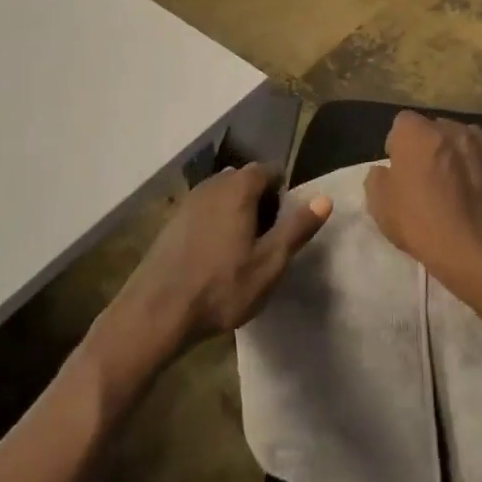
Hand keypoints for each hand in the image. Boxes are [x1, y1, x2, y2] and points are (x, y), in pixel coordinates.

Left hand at [100, 165, 331, 371]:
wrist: (157, 310)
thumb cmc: (221, 287)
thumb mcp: (269, 263)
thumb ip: (296, 228)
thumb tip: (324, 198)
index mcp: (238, 188)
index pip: (268, 170)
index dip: (282, 191)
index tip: (287, 222)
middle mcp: (212, 184)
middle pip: (244, 180)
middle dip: (260, 200)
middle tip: (268, 238)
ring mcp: (188, 201)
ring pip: (223, 195)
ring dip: (237, 212)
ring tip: (244, 249)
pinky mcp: (173, 221)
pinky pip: (204, 210)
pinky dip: (216, 222)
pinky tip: (216, 255)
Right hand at [364, 112, 481, 302]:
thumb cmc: (423, 226)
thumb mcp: (380, 207)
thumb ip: (377, 179)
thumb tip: (386, 171)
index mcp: (419, 133)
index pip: (402, 123)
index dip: (397, 145)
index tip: (399, 170)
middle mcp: (453, 131)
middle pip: (434, 129)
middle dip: (427, 147)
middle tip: (424, 178)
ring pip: (463, 143)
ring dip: (455, 156)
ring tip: (452, 187)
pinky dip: (477, 174)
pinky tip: (474, 201)